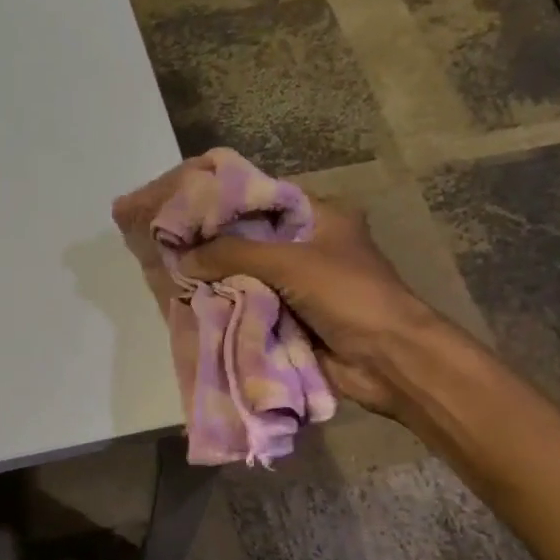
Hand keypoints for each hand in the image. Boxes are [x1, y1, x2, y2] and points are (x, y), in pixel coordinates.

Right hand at [114, 163, 425, 416]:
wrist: (388, 359)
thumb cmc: (348, 295)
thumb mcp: (290, 262)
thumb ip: (234, 254)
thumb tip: (183, 258)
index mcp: (320, 216)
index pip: (262, 199)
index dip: (225, 203)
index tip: (184, 208)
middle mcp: (308, 245)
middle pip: (252, 239)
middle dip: (215, 246)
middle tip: (171, 244)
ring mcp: (300, 284)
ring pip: (249, 275)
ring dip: (220, 279)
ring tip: (174, 273)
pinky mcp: (293, 317)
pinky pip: (254, 306)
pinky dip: (231, 307)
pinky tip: (196, 304)